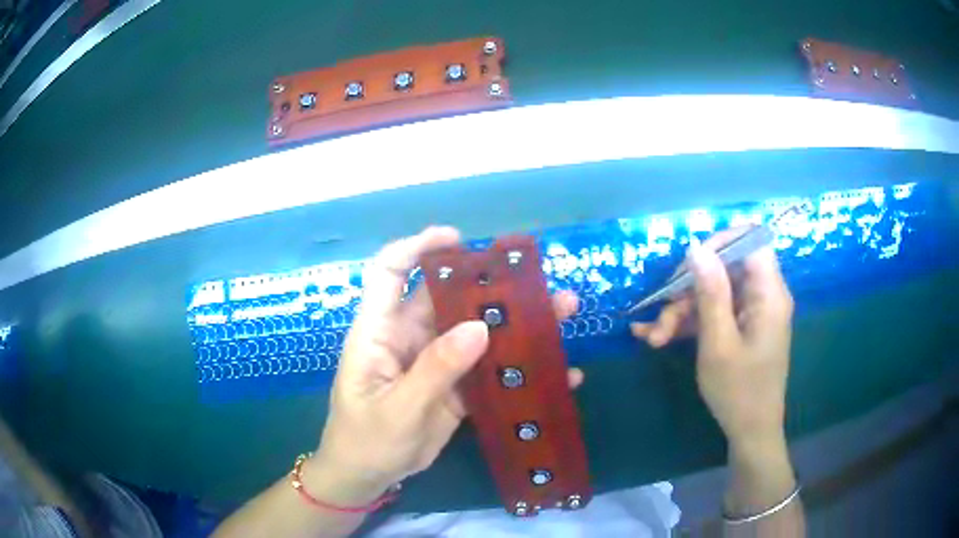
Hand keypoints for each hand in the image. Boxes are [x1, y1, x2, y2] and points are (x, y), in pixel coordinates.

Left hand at [310, 227, 582, 503]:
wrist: (368, 477)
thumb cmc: (365, 441)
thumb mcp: (397, 410)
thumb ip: (435, 370)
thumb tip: (479, 328)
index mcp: (379, 331)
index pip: (391, 272)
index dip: (418, 247)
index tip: (458, 241)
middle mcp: (409, 337)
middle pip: (448, 299)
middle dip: (490, 286)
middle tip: (537, 281)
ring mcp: (435, 361)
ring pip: (475, 330)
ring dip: (515, 322)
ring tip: (562, 312)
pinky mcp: (454, 386)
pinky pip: (488, 368)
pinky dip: (518, 367)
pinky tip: (557, 372)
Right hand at [631, 229, 793, 447]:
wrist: (750, 432)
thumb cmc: (739, 391)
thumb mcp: (718, 343)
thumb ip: (710, 292)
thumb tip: (696, 247)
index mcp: (769, 294)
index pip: (750, 241)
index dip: (719, 243)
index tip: (687, 264)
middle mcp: (763, 296)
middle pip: (726, 269)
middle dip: (689, 288)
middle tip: (661, 313)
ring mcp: (751, 312)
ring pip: (714, 292)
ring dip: (682, 311)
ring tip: (653, 337)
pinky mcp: (741, 327)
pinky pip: (714, 312)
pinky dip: (688, 323)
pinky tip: (655, 337)